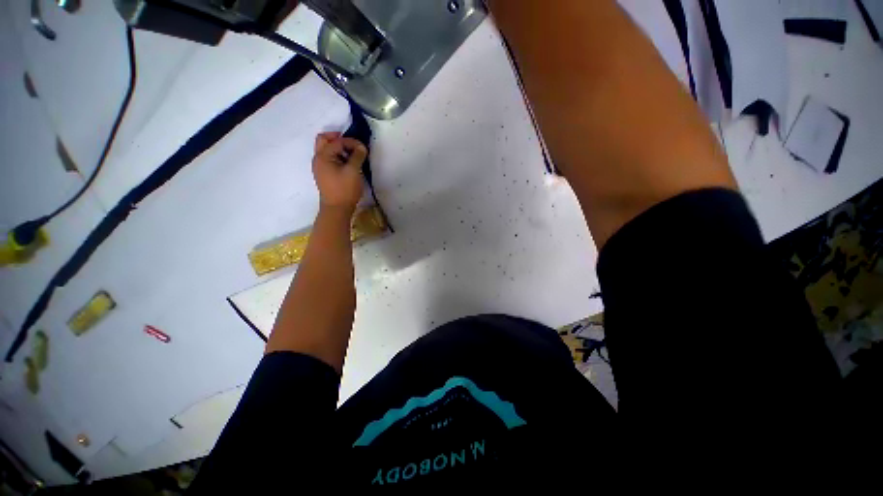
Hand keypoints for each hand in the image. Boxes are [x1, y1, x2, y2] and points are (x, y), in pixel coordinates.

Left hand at [312, 132, 366, 213]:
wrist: (337, 209)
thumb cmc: (345, 189)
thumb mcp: (353, 171)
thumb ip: (357, 156)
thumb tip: (361, 147)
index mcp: (323, 156)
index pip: (337, 141)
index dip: (351, 142)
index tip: (363, 148)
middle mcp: (318, 159)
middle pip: (324, 140)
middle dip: (338, 139)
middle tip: (352, 143)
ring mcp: (320, 167)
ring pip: (326, 149)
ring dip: (338, 148)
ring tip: (352, 154)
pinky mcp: (324, 174)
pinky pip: (329, 159)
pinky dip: (337, 156)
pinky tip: (348, 163)